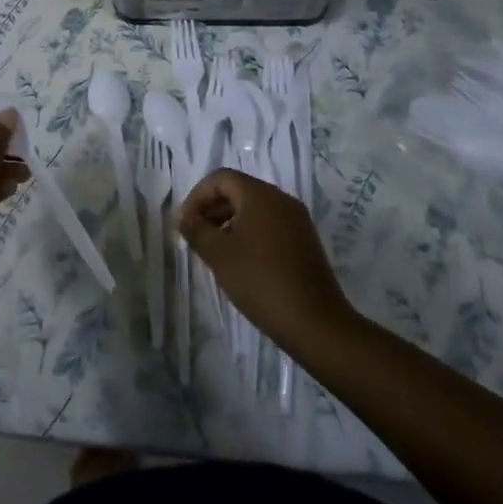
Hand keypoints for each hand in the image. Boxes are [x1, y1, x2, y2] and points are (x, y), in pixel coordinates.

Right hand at [178, 169, 357, 349]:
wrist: (317, 325)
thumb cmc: (261, 281)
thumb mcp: (218, 254)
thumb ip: (196, 230)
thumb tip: (186, 219)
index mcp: (260, 195)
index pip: (220, 178)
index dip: (197, 196)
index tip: (185, 223)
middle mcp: (281, 200)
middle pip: (238, 191)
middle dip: (212, 209)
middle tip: (196, 236)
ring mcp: (297, 221)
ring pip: (254, 209)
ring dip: (229, 222)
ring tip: (215, 251)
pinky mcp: (305, 243)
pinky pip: (270, 226)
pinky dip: (250, 234)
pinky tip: (241, 262)